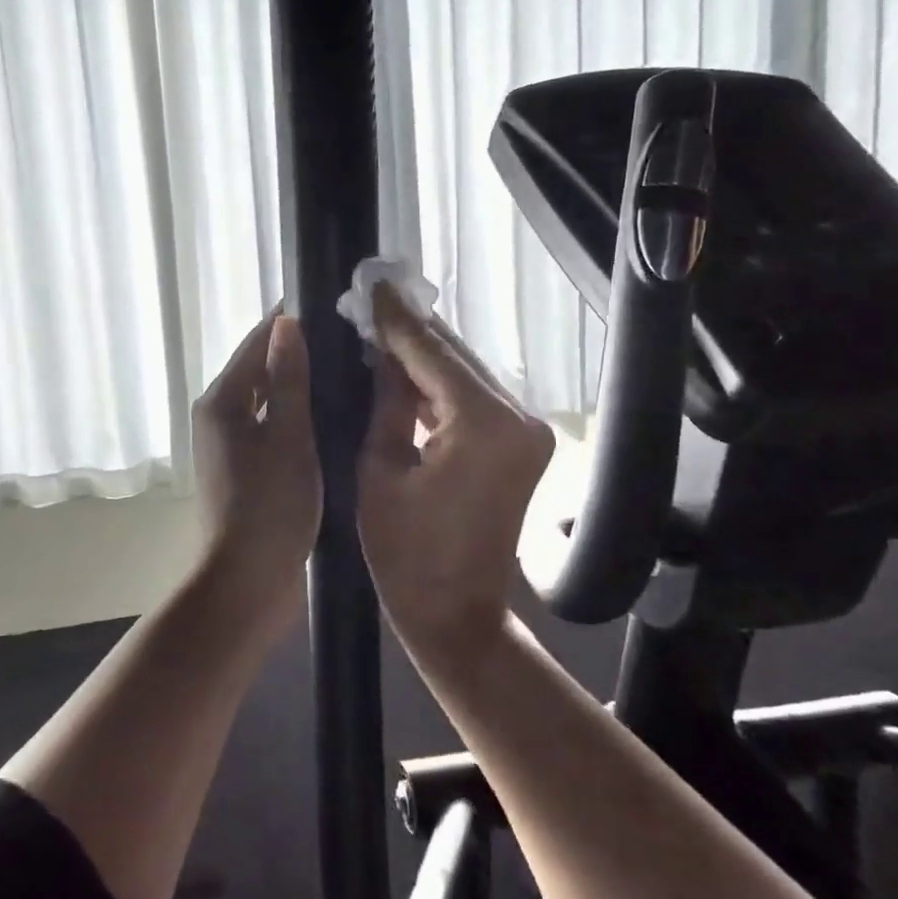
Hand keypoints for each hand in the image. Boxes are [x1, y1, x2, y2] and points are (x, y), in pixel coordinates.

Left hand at [192, 310, 321, 612]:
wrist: (246, 582)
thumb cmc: (269, 507)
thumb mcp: (288, 438)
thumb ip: (288, 379)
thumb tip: (286, 322)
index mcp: (222, 401)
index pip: (257, 342)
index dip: (291, 323)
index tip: (334, 308)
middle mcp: (218, 416)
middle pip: (260, 370)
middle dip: (299, 354)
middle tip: (352, 343)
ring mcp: (229, 446)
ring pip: (267, 401)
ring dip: (300, 387)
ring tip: (349, 375)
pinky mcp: (244, 470)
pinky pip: (271, 429)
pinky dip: (296, 418)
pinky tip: (331, 419)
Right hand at [357, 285, 553, 655]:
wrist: (457, 614)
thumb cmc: (404, 553)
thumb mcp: (379, 468)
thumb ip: (386, 400)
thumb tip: (382, 353)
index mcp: (482, 423)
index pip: (431, 352)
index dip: (396, 318)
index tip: (370, 284)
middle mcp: (518, 417)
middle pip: (456, 356)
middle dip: (411, 331)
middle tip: (369, 302)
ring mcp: (527, 430)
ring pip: (466, 374)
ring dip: (425, 355)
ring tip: (380, 329)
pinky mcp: (523, 444)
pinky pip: (475, 399)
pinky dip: (442, 385)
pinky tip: (406, 370)